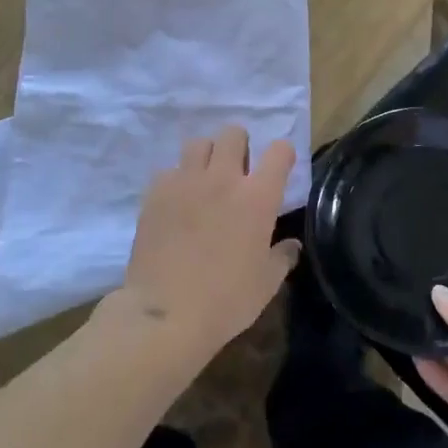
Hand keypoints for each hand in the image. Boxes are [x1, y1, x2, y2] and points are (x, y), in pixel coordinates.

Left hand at [103, 126, 299, 364]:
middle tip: (237, 168)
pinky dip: (176, 179)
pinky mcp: (155, 193)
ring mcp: (185, 182)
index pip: (279, 151)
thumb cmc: (226, 301)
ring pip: (198, 143)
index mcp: (258, 197)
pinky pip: (168, 170)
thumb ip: (282, 257)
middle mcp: (223, 178)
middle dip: (239, 144)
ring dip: (206, 155)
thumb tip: (292, 246)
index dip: (282, 155)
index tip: (279, 168)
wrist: (166, 314)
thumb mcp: (266, 284)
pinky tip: (175, 200)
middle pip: (233, 134)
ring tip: (204, 177)